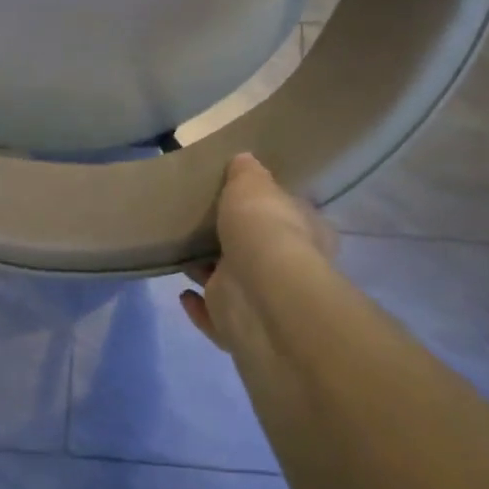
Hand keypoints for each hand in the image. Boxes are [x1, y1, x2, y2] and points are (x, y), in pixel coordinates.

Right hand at [180, 153, 335, 354]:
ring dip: (211, 273)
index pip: (289, 216)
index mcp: (305, 233)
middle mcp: (288, 269)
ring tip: (183, 253)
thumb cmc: (264, 229)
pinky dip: (198, 307)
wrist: (259, 294)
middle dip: (234, 242)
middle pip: (258, 251)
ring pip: (233, 283)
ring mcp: (261, 302)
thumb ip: (246, 173)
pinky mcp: (235, 329)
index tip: (242, 199)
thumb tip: (244, 160)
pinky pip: (212, 316)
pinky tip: (183, 293)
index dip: (268, 208)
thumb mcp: (253, 185)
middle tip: (204, 225)